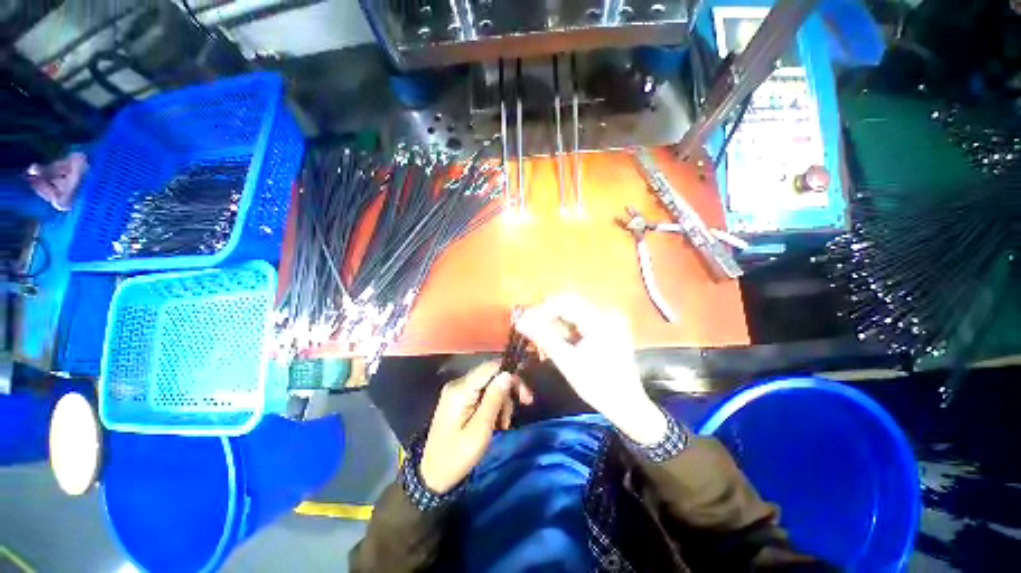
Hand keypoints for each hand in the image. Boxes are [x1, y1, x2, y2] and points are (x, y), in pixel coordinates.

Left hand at [419, 361, 533, 493]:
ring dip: (502, 400)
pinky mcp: (459, 399)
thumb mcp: (480, 431)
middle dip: (508, 389)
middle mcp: (458, 384)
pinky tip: (497, 421)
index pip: (490, 366)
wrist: (432, 477)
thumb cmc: (457, 457)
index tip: (525, 392)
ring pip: (489, 384)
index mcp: (461, 389)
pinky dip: (493, 404)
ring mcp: (457, 391)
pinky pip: (482, 393)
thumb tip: (508, 374)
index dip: (510, 373)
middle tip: (525, 404)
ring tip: (504, 423)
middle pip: (491, 374)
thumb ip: (494, 400)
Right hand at [514, 294, 667, 445]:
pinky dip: (567, 330)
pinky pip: (582, 322)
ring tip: (541, 340)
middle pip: (568, 305)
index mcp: (599, 320)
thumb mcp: (567, 362)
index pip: (563, 304)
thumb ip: (543, 337)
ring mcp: (608, 322)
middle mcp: (605, 314)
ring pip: (574, 313)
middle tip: (529, 329)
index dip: (540, 311)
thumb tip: (520, 322)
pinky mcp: (608, 330)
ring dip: (555, 324)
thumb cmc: (597, 385)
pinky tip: (557, 342)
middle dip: (547, 316)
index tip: (523, 321)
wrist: (627, 406)